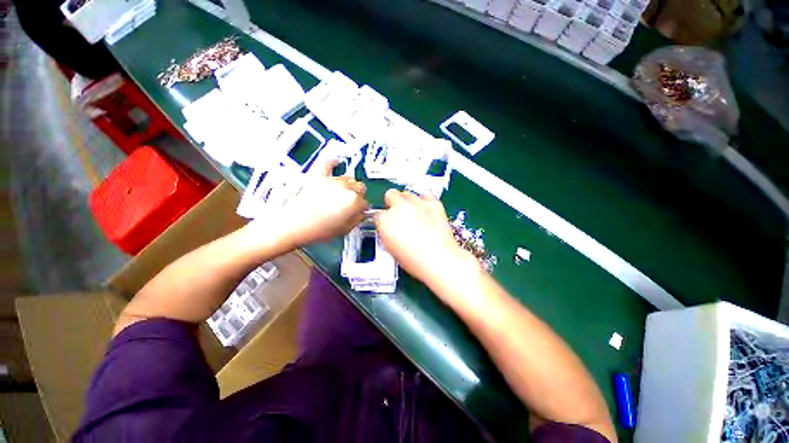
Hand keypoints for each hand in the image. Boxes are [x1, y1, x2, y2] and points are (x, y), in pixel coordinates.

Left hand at [274, 159, 368, 247]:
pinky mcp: (318, 176)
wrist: (295, 225)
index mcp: (354, 200)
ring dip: (348, 185)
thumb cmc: (319, 229)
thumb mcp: (345, 229)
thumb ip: (358, 219)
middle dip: (358, 195)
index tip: (359, 212)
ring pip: (348, 178)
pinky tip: (335, 160)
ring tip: (341, 194)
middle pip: (359, 187)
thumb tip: (362, 214)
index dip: (362, 209)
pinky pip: (327, 164)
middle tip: (351, 204)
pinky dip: (332, 162)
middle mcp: (345, 187)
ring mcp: (331, 180)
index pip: (365, 203)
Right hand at [375, 190, 478, 287]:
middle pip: (390, 194)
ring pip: (407, 193)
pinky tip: (425, 209)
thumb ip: (387, 233)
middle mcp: (399, 208)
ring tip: (413, 213)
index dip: (383, 220)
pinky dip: (424, 200)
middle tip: (399, 214)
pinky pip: (425, 194)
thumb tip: (389, 228)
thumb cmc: (414, 261)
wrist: (439, 260)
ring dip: (407, 201)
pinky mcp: (433, 203)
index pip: (378, 214)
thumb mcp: (391, 249)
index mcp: (385, 221)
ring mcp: (417, 204)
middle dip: (392, 203)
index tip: (388, 224)